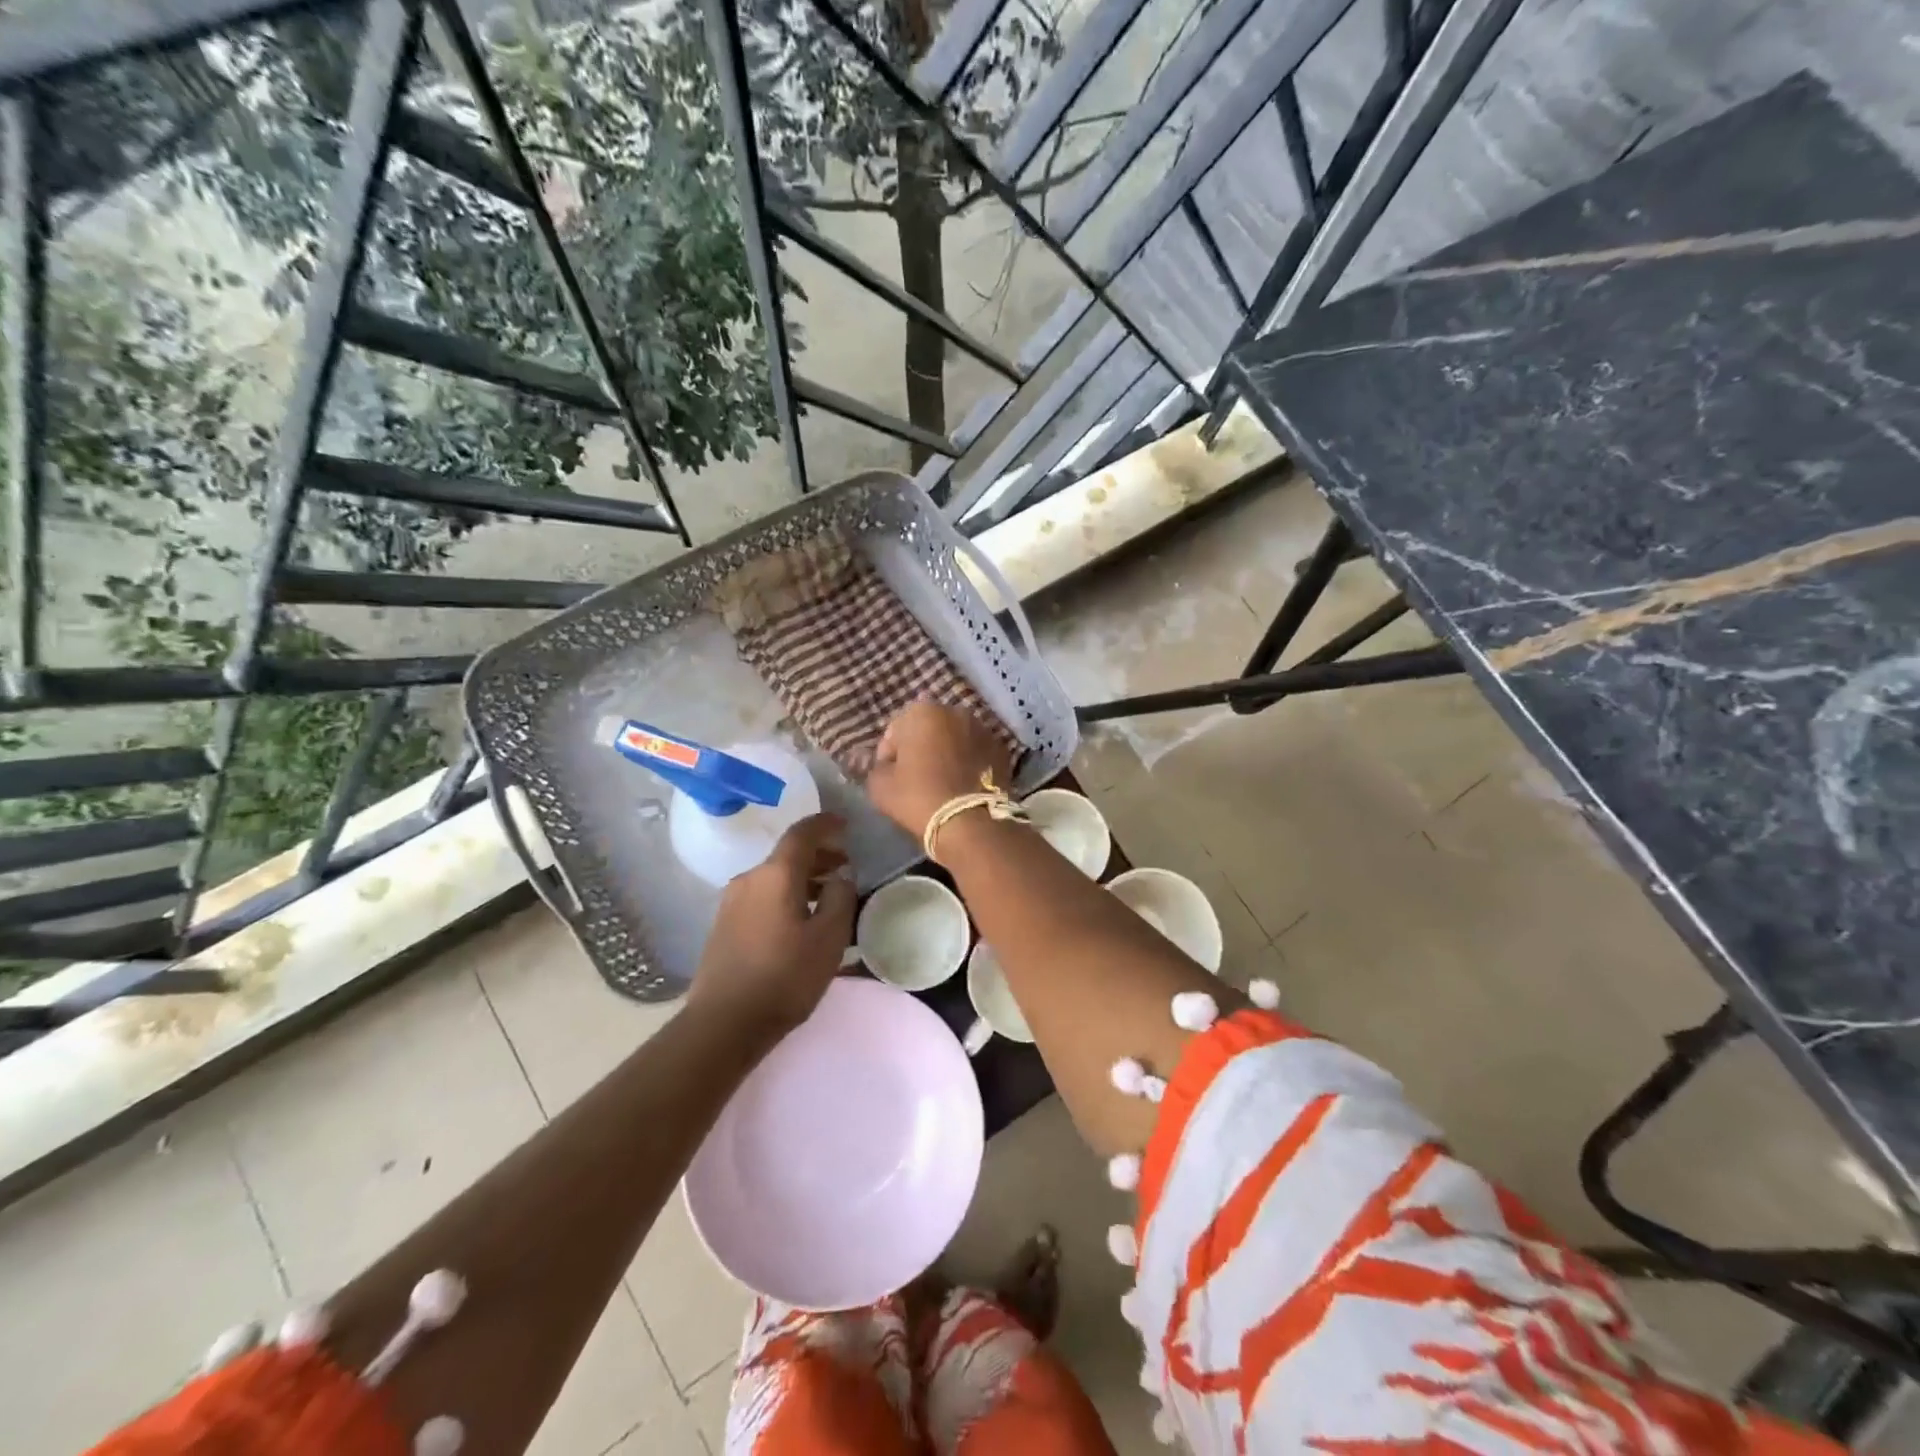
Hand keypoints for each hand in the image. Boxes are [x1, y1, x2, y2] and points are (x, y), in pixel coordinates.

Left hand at [688, 814, 856, 1039]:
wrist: (724, 1023)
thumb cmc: (785, 976)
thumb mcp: (829, 937)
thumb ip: (840, 897)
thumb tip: (841, 874)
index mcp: (775, 874)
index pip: (802, 833)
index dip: (825, 824)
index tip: (845, 824)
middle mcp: (749, 878)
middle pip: (787, 855)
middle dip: (818, 856)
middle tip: (845, 866)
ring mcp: (731, 902)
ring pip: (774, 877)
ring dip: (802, 879)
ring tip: (827, 896)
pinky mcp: (723, 925)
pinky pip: (762, 896)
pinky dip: (785, 895)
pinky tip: (799, 919)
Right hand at [867, 701, 1013, 839]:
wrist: (970, 822)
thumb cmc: (918, 797)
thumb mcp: (880, 786)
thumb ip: (875, 767)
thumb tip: (883, 764)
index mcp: (922, 711)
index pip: (895, 731)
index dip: (889, 755)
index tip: (890, 777)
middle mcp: (955, 711)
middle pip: (928, 730)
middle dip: (920, 748)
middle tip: (916, 778)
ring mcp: (983, 729)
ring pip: (955, 740)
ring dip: (946, 753)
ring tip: (942, 782)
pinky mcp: (1002, 750)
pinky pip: (976, 753)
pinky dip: (969, 763)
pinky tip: (963, 785)